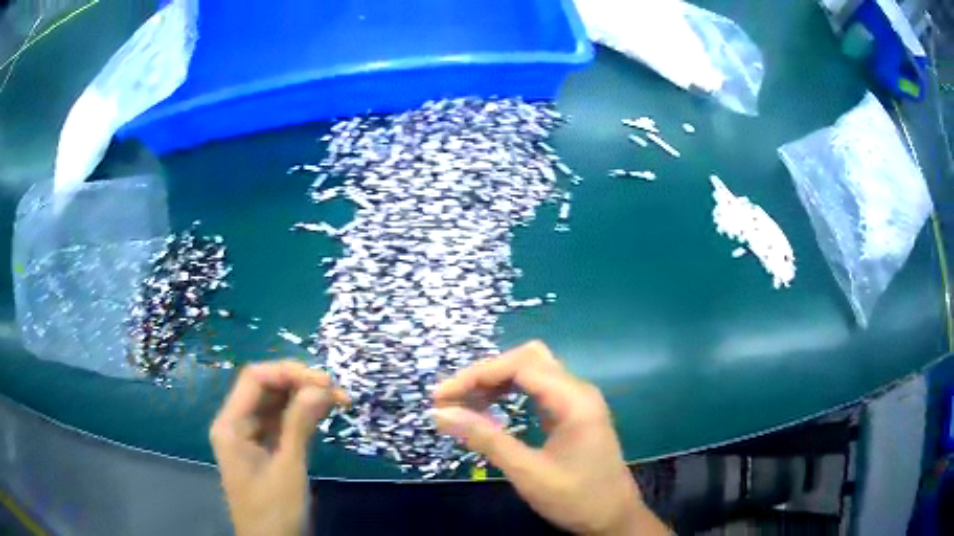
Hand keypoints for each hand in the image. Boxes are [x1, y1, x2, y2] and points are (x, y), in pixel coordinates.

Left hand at [210, 360, 347, 535]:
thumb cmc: (274, 512)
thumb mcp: (288, 469)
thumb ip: (299, 425)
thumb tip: (321, 386)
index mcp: (230, 425)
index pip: (255, 379)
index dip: (289, 373)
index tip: (325, 382)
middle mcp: (236, 423)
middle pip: (266, 387)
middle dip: (301, 384)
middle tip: (337, 392)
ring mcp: (250, 435)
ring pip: (276, 402)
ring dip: (305, 397)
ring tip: (338, 400)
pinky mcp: (265, 447)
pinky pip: (282, 421)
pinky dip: (303, 414)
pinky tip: (323, 412)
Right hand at [431, 342, 669, 535]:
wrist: (614, 519)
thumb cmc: (576, 499)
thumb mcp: (527, 473)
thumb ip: (486, 440)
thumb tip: (440, 414)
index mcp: (574, 399)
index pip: (520, 365)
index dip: (477, 375)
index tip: (442, 396)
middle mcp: (578, 390)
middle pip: (526, 360)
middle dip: (485, 374)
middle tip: (452, 399)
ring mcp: (577, 401)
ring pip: (532, 373)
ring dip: (496, 383)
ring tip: (463, 404)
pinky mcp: (573, 414)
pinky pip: (538, 390)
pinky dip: (510, 395)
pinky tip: (490, 409)